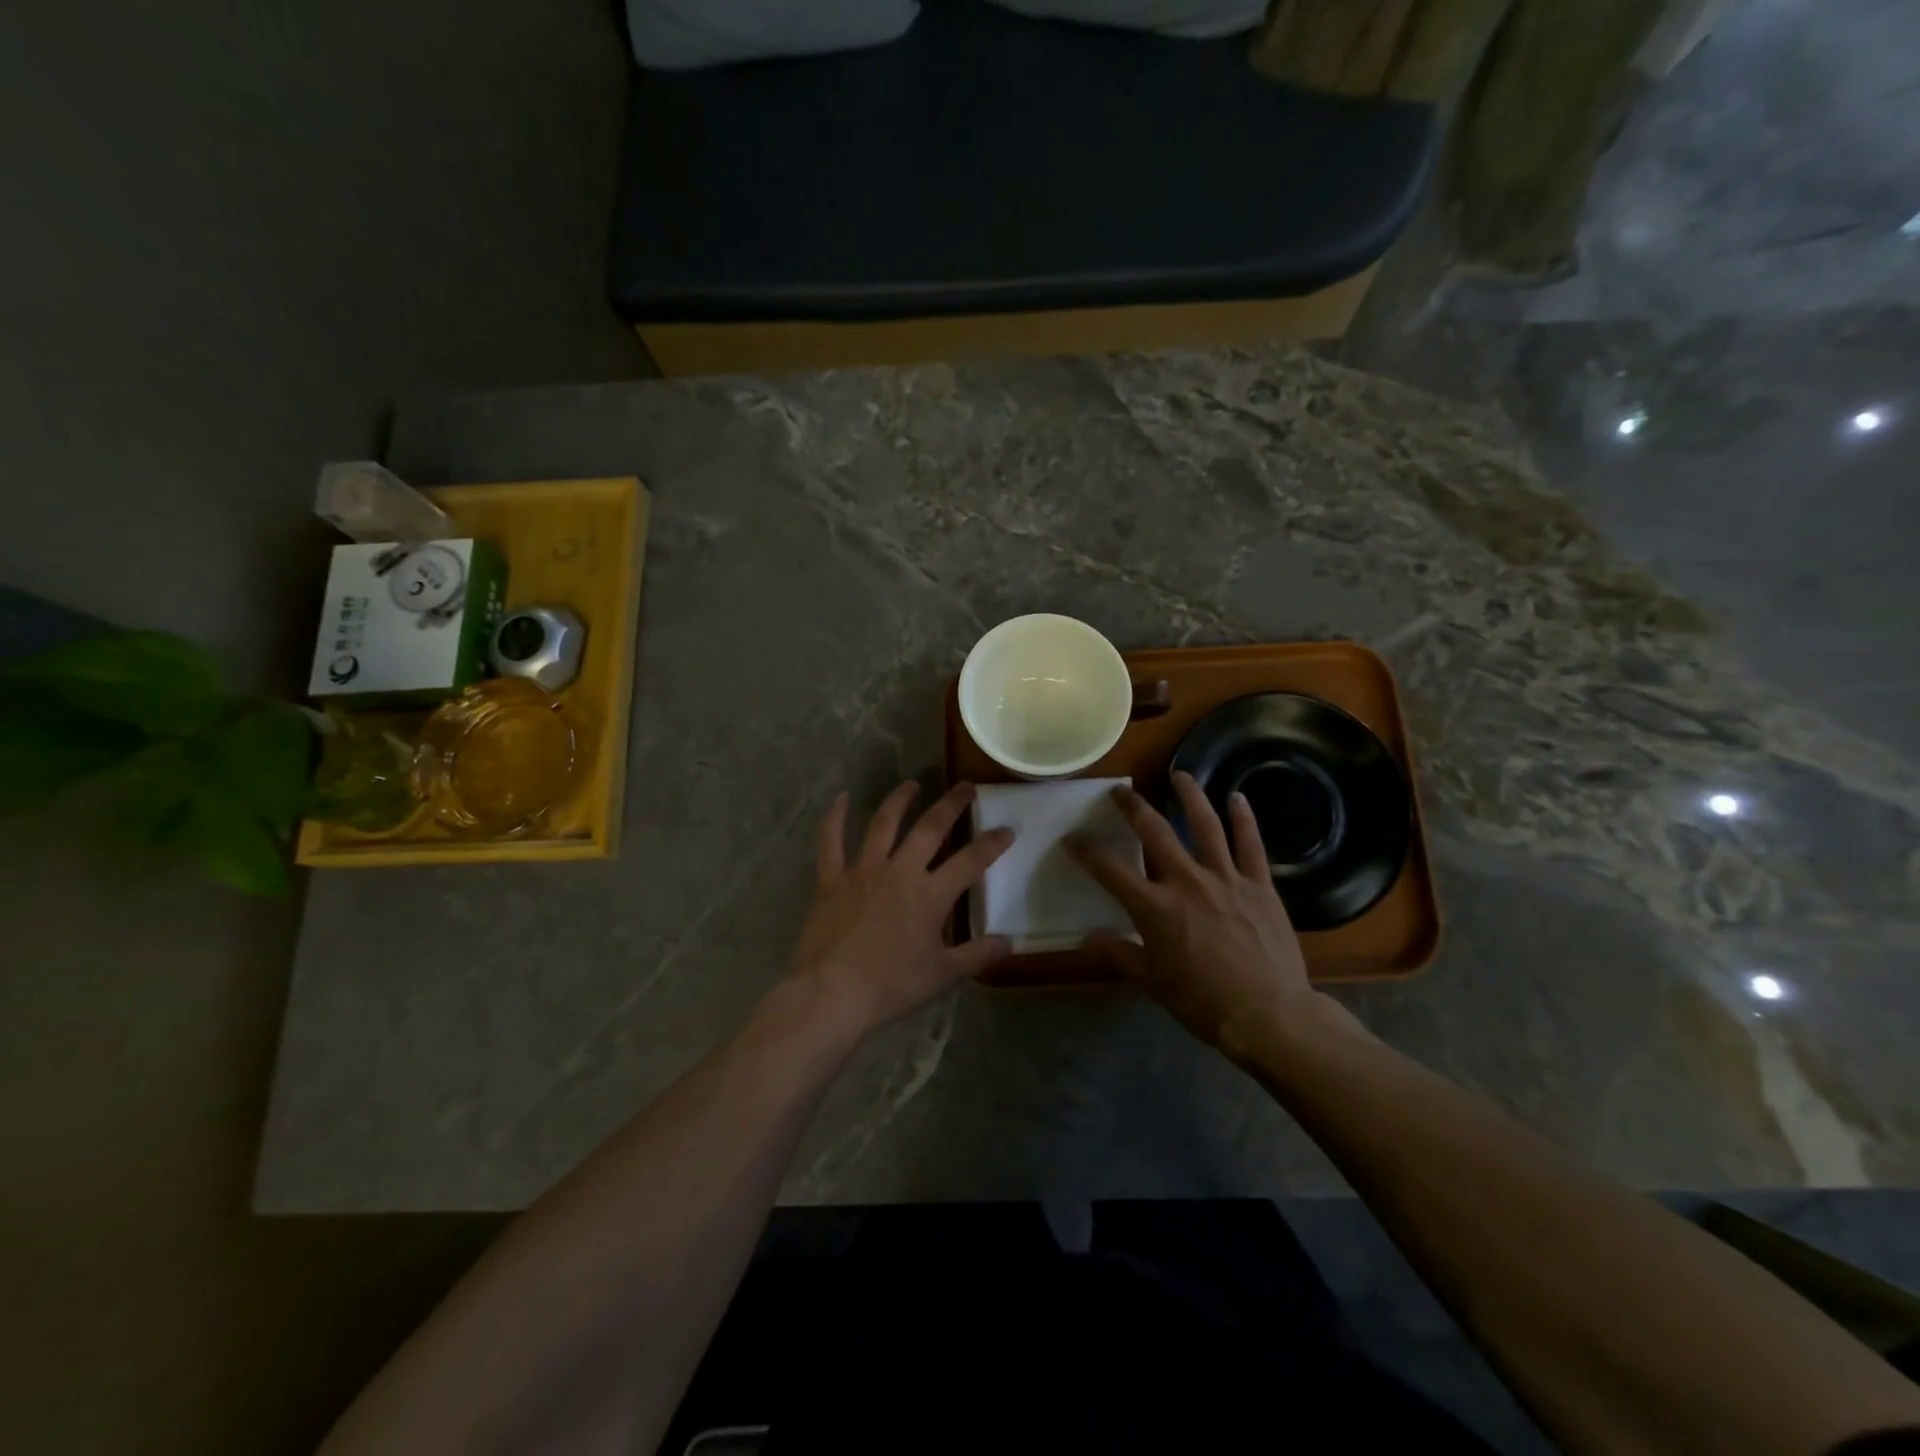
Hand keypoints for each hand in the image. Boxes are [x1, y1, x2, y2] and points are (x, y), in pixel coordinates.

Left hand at [789, 780, 1013, 1038]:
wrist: (832, 993)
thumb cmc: (890, 986)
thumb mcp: (941, 975)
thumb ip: (977, 955)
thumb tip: (1009, 943)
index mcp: (930, 894)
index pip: (970, 861)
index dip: (992, 843)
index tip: (1007, 829)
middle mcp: (899, 871)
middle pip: (930, 828)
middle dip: (951, 805)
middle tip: (965, 787)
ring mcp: (863, 871)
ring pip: (883, 824)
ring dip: (899, 800)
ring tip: (912, 783)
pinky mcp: (832, 879)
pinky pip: (831, 842)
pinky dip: (834, 818)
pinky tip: (841, 797)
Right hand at [1067, 773, 1333, 1054]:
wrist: (1268, 1014)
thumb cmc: (1203, 1002)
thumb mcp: (1152, 981)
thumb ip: (1119, 954)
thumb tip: (1087, 938)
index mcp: (1156, 908)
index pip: (1110, 871)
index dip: (1086, 852)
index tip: (1071, 838)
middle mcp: (1187, 882)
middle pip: (1155, 833)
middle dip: (1133, 808)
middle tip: (1120, 790)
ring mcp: (1226, 879)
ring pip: (1205, 826)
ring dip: (1190, 796)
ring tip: (1179, 775)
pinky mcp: (1259, 885)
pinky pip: (1251, 844)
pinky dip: (1244, 819)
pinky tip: (1238, 797)